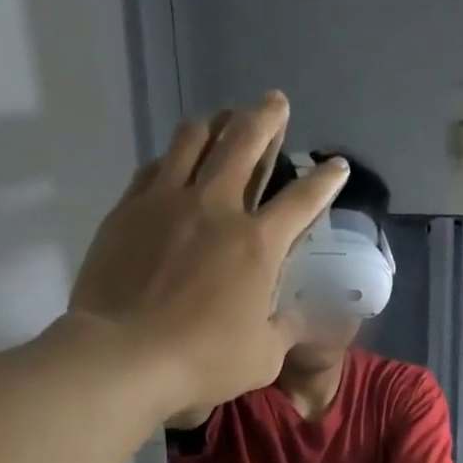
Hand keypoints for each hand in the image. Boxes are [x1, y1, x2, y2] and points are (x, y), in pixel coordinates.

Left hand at [67, 92, 346, 416]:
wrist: (125, 354)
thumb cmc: (205, 360)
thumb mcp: (265, 355)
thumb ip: (291, 327)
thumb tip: (317, 317)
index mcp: (258, 246)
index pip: (301, 202)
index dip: (323, 182)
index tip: (337, 165)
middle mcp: (216, 208)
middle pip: (244, 145)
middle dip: (265, 119)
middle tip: (275, 102)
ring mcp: (167, 202)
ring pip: (194, 140)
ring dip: (216, 124)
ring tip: (224, 118)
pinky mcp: (129, 209)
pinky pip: (156, 166)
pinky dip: (174, 155)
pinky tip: (176, 158)